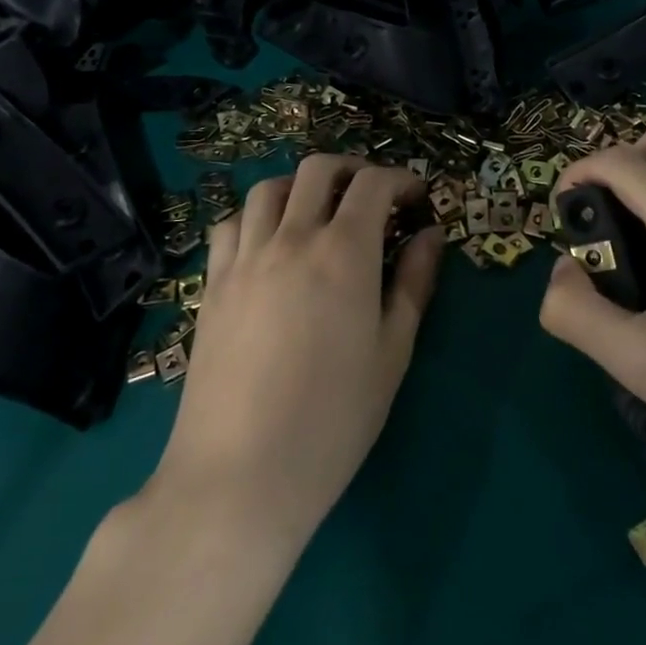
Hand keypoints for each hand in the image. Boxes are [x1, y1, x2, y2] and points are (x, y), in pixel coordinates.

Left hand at [148, 157, 444, 549]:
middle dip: (353, 169)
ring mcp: (246, 257)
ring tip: (318, 211)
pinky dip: (256, 215)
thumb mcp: (392, 353)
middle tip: (372, 196)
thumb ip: (414, 284)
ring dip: (301, 186)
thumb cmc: (333, 420)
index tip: (416, 198)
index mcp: (344, 252)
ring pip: (270, 187)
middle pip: (319, 169)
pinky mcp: (214, 282)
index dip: (401, 179)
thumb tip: (431, 235)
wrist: (240, 475)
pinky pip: (231, 223)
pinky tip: (268, 242)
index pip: (374, 184)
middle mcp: (292, 238)